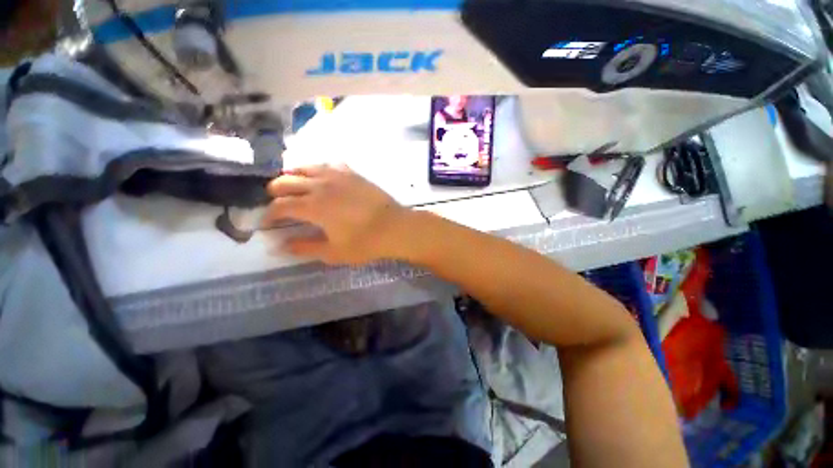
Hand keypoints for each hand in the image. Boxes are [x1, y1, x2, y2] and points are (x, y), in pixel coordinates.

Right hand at [265, 164, 411, 264]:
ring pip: (305, 167)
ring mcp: (337, 176)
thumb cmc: (365, 243)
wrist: (395, 227)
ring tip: (294, 186)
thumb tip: (279, 246)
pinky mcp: (352, 173)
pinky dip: (319, 169)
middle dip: (275, 193)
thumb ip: (305, 248)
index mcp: (313, 206)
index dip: (269, 215)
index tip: (268, 223)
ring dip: (293, 176)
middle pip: (286, 181)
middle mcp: (320, 185)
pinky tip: (322, 177)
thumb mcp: (333, 252)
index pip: (280, 206)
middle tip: (279, 204)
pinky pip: (329, 164)